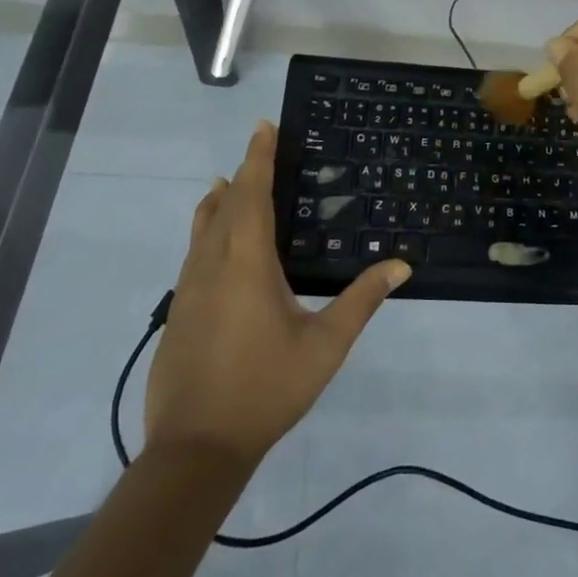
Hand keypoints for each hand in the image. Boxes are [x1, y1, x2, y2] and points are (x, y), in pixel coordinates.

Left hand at [146, 122, 410, 465]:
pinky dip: (208, 230)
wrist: (195, 450)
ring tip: (234, 182)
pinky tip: (219, 244)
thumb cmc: (266, 389)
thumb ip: (361, 301)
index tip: (265, 126)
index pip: (252, 194)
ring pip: (202, 228)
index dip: (259, 157)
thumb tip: (400, 265)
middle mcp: (211, 265)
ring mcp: (187, 290)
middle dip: (244, 171)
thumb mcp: (325, 346)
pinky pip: (194, 253)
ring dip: (221, 200)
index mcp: (246, 264)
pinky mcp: (178, 312)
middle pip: (224, 204)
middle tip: (261, 147)